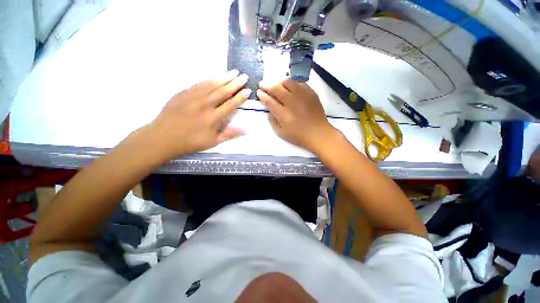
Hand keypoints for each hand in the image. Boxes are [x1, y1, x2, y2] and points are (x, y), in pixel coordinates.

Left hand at [149, 70, 250, 159]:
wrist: (164, 136)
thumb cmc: (191, 141)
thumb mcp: (213, 141)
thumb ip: (229, 134)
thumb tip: (246, 130)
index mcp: (213, 118)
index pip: (230, 104)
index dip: (240, 97)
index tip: (248, 90)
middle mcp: (205, 105)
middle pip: (223, 91)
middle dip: (235, 83)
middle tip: (244, 76)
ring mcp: (193, 97)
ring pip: (212, 84)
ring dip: (224, 77)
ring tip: (233, 72)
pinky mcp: (184, 93)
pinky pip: (199, 83)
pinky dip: (209, 78)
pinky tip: (215, 75)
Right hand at [257, 78, 337, 152]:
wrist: (318, 134)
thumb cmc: (298, 136)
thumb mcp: (281, 133)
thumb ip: (272, 121)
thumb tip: (269, 109)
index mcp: (283, 115)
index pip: (269, 101)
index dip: (262, 95)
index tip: (259, 92)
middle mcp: (292, 102)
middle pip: (276, 89)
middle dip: (267, 85)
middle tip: (262, 84)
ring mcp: (302, 96)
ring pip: (288, 82)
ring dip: (278, 82)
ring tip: (276, 84)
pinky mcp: (311, 93)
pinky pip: (299, 83)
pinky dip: (292, 82)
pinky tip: (289, 86)